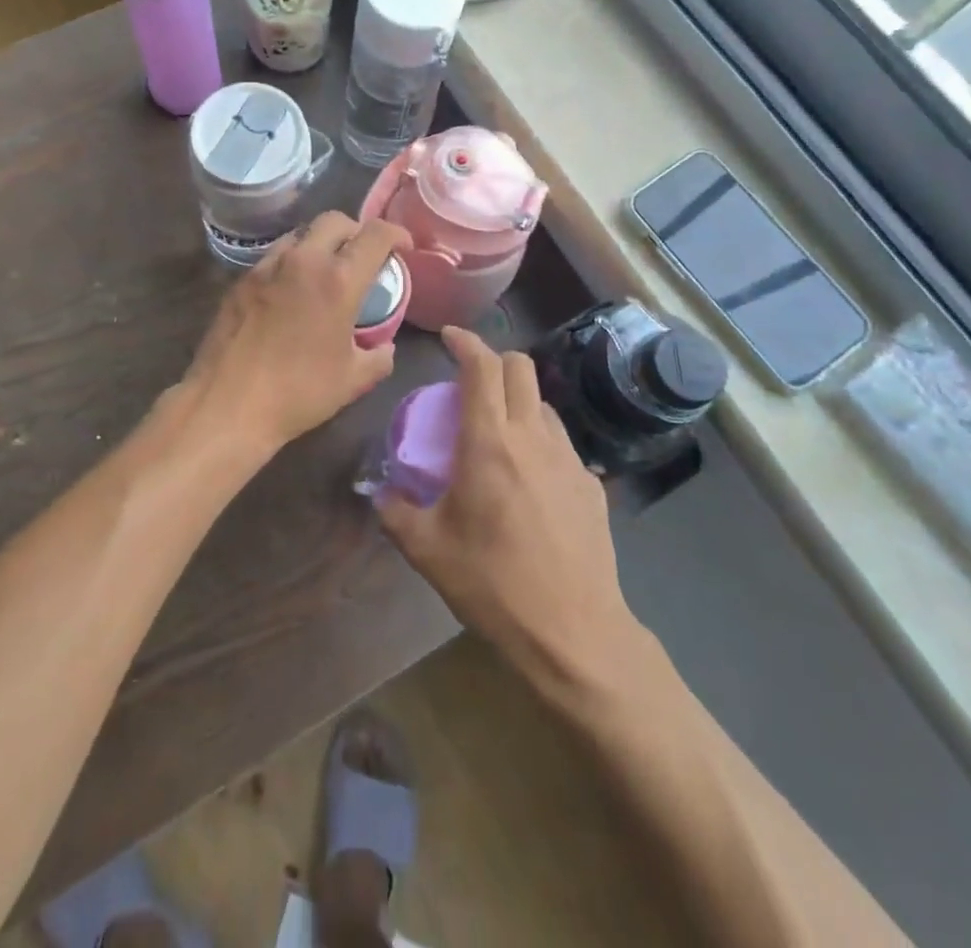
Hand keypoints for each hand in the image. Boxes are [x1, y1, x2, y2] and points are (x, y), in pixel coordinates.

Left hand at [176, 212, 412, 456]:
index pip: (375, 234)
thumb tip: (385, 347)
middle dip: (355, 231)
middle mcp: (302, 261)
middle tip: (362, 256)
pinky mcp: (240, 281)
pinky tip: (290, 294)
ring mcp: (266, 267)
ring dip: (320, 244)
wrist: (227, 404)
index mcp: (338, 281)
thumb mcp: (352, 380)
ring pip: (300, 235)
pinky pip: (273, 258)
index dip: (396, 234)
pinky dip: (291, 264)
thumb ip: (379, 358)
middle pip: (334, 220)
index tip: (403, 249)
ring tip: (325, 273)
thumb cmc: (298, 392)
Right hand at [378, 327, 634, 692]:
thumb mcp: (427, 550)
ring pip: (543, 405)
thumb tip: (378, 492)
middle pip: (521, 368)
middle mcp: (533, 437)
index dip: (464, 342)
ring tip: (498, 431)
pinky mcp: (592, 486)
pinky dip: (539, 442)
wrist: (574, 633)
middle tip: (469, 381)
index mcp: (489, 442)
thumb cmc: (493, 584)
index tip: (448, 338)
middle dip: (493, 360)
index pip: (481, 366)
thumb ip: (395, 511)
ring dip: (518, 401)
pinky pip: (562, 444)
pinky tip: (528, 480)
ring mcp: (570, 460)